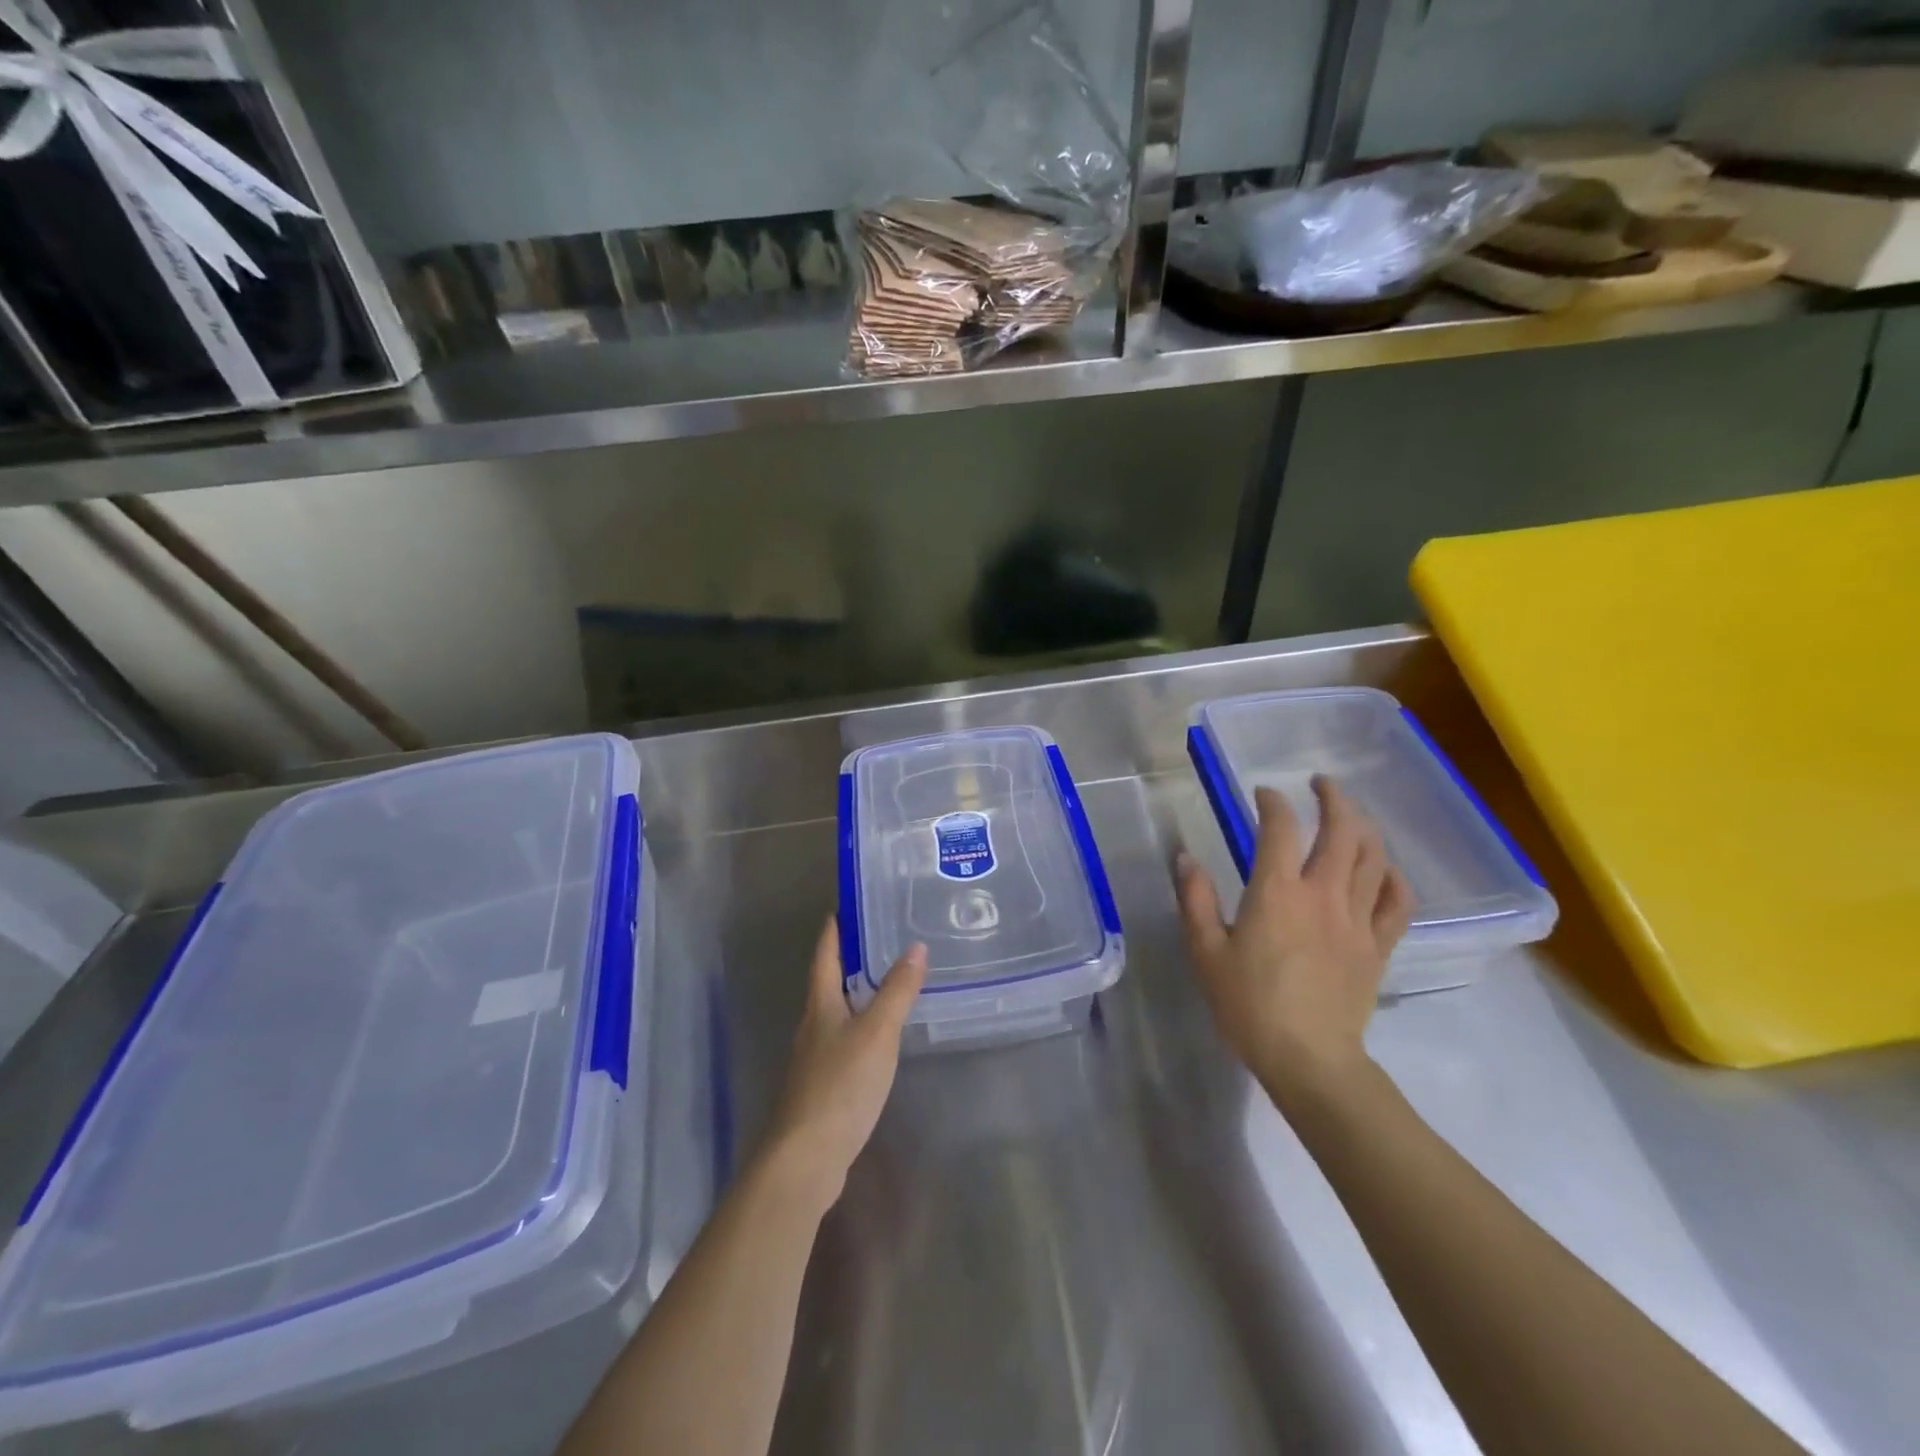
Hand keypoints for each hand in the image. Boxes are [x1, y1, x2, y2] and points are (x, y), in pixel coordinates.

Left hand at [763, 918, 926, 1213]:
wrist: (805, 1157)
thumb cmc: (840, 1084)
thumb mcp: (877, 1032)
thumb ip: (897, 991)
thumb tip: (916, 947)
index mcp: (820, 1005)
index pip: (825, 955)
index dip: (834, 929)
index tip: (845, 905)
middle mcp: (812, 1026)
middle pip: (827, 982)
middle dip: (848, 959)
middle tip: (880, 938)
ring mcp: (814, 1059)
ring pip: (836, 1014)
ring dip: (856, 995)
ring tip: (886, 982)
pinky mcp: (822, 1087)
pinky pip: (843, 1043)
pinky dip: (861, 1029)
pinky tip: (880, 1039)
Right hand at [1177, 777, 1414, 1109]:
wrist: (1309, 1060)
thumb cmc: (1249, 1005)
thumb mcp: (1206, 952)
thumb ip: (1195, 900)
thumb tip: (1185, 857)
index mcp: (1277, 893)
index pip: (1280, 828)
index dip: (1273, 802)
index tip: (1264, 794)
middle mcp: (1323, 894)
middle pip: (1342, 830)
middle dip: (1333, 798)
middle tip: (1320, 784)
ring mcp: (1357, 919)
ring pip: (1373, 857)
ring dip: (1364, 826)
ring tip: (1351, 815)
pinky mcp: (1378, 945)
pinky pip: (1398, 901)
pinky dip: (1393, 876)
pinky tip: (1383, 868)